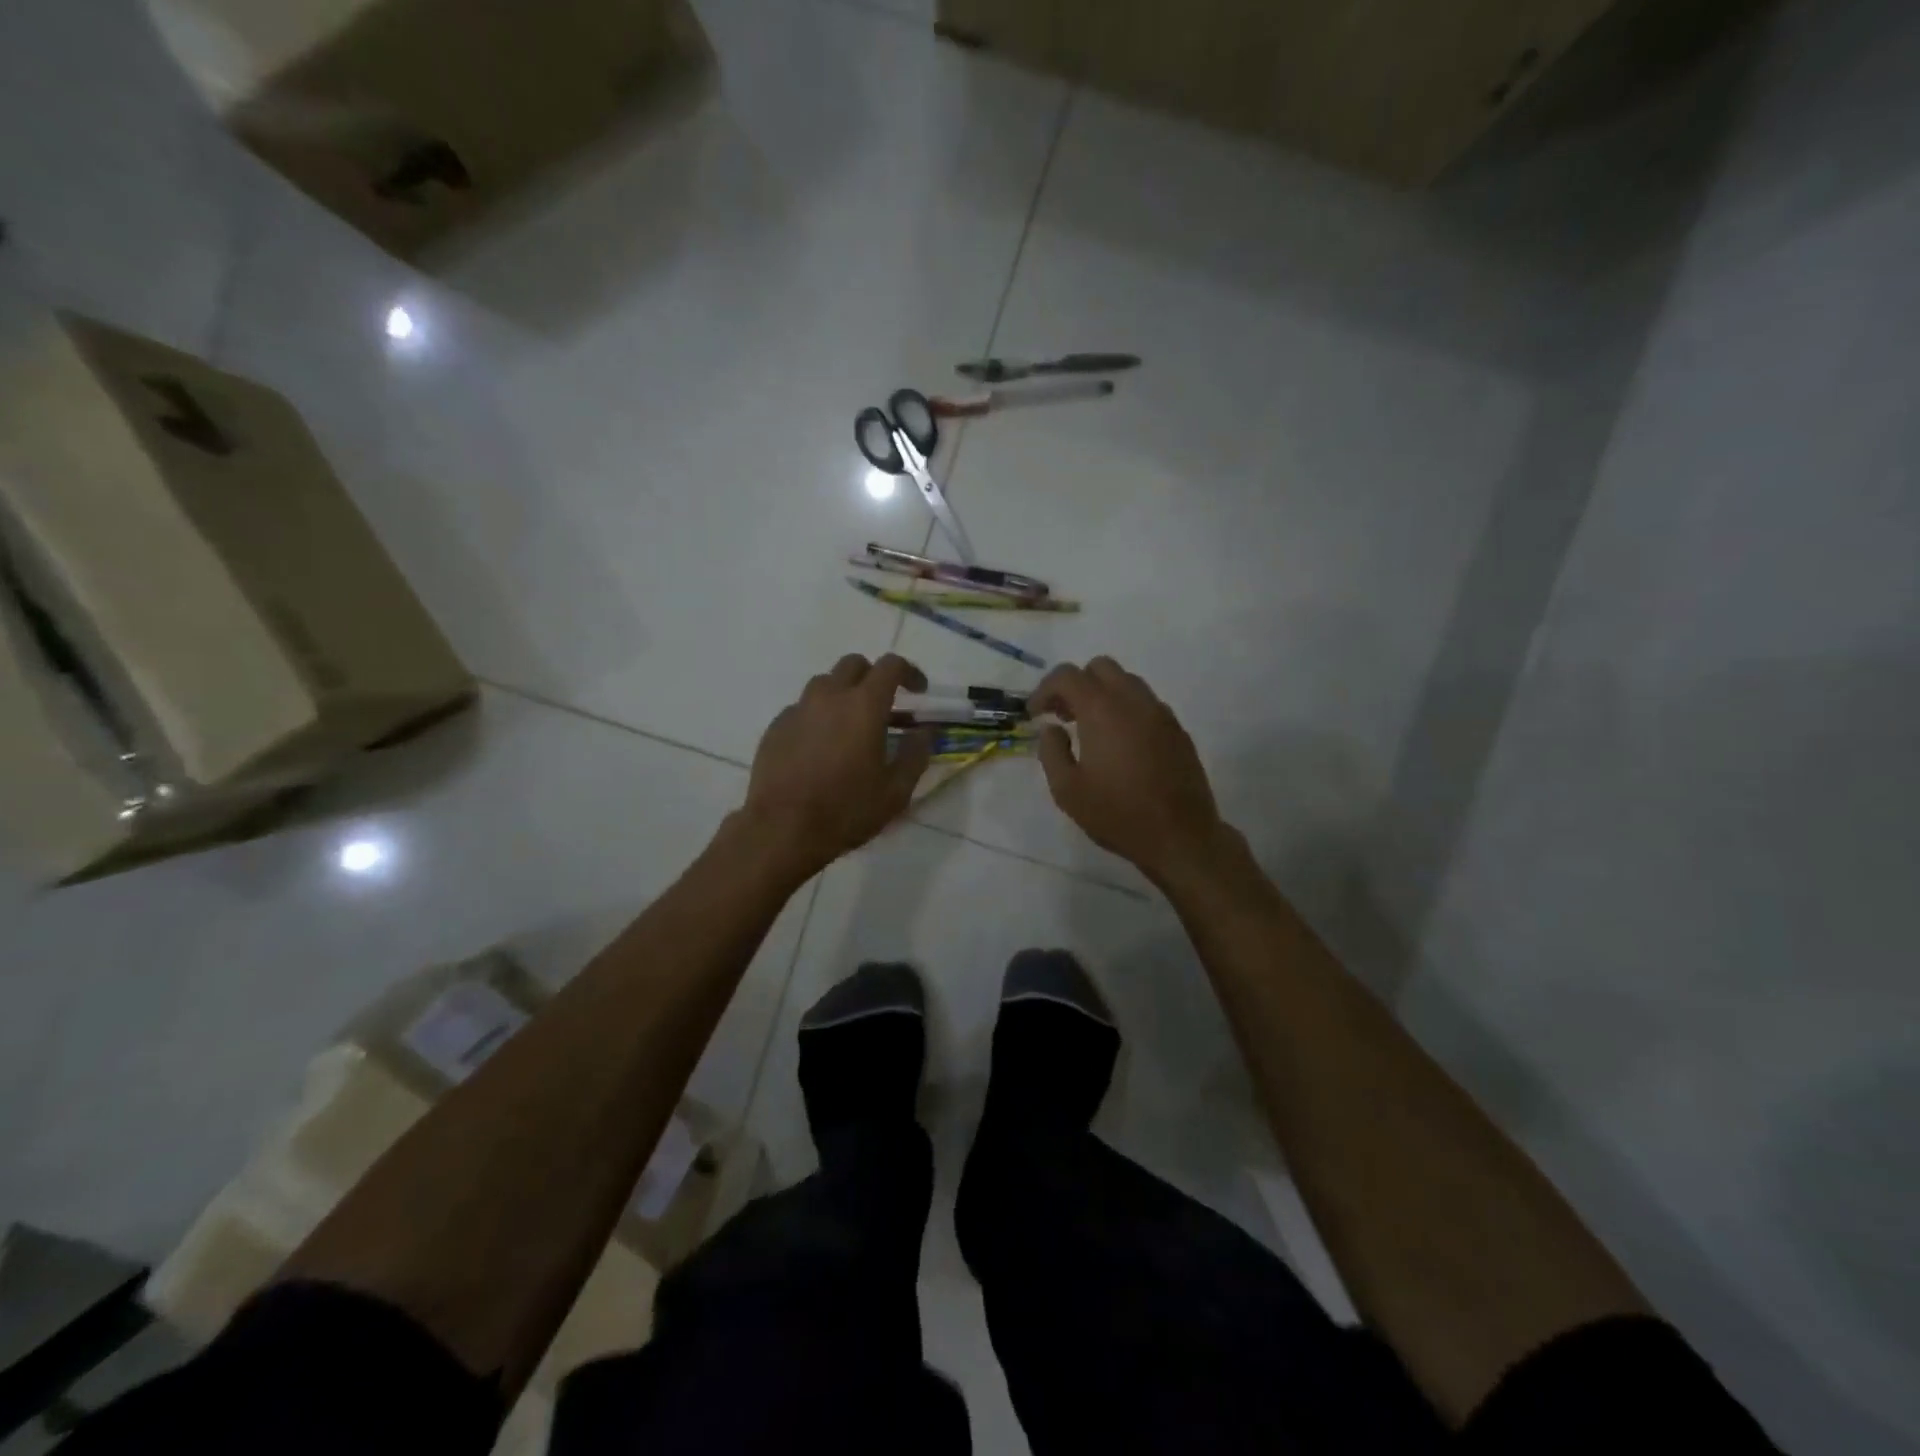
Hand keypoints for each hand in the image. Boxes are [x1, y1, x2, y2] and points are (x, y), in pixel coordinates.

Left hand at [742, 653, 931, 875]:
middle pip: (854, 664)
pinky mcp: (776, 727)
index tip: (919, 692)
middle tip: (884, 706)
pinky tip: (821, 746)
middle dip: (873, 677)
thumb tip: (925, 732)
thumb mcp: (896, 790)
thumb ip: (916, 754)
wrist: (782, 829)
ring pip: (824, 683)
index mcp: (864, 705)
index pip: (891, 666)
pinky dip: (818, 715)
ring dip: (843, 693)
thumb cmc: (846, 809)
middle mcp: (829, 696)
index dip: (909, 672)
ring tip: (851, 725)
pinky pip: (802, 708)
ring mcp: (798, 709)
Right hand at [1030, 657, 1229, 884]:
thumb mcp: (1067, 790)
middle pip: (1100, 667)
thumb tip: (1052, 729)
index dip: (1044, 690)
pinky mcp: (1177, 729)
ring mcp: (1160, 713)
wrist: (1180, 836)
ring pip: (1127, 681)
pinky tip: (1120, 743)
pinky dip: (1126, 709)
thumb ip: (1051, 752)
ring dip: (1103, 694)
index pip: (1067, 676)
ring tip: (1090, 729)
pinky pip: (1146, 703)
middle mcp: (1134, 701)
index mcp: (1102, 710)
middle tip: (1063, 715)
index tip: (1034, 715)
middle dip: (1076, 684)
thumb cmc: (1117, 814)